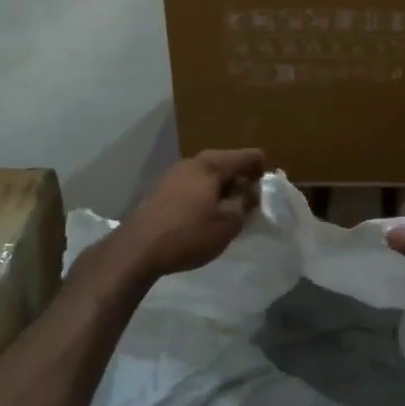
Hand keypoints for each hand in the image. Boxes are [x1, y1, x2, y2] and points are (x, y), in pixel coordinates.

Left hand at [109, 149, 265, 279]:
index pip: (250, 156)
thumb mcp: (228, 222)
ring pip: (211, 177)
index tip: (267, 196)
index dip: (263, 173)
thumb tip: (252, 188)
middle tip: (250, 209)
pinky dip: (206, 197)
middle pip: (229, 165)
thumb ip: (246, 201)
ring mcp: (175, 174)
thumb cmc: (189, 234)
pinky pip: (195, 187)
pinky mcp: (163, 190)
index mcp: (212, 164)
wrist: (137, 249)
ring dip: (224, 192)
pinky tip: (205, 219)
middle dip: (243, 183)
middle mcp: (193, 161)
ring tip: (229, 217)